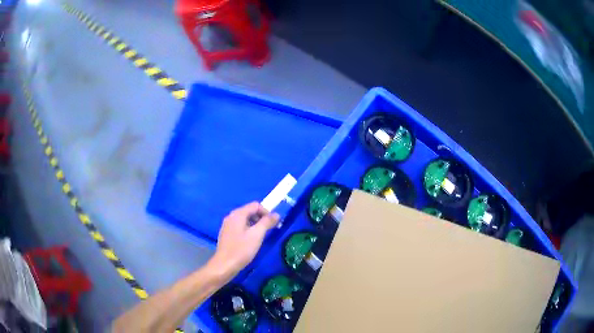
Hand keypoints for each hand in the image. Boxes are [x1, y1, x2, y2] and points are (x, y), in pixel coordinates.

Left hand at [209, 202, 279, 278]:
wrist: (225, 265)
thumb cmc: (242, 249)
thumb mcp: (257, 235)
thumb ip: (267, 222)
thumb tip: (276, 214)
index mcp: (238, 214)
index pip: (255, 205)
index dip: (267, 212)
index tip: (274, 223)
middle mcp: (231, 216)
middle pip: (250, 211)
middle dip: (261, 218)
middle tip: (269, 230)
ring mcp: (227, 225)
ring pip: (245, 220)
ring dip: (255, 225)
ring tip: (261, 236)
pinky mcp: (226, 234)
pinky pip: (240, 227)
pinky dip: (248, 230)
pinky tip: (251, 241)